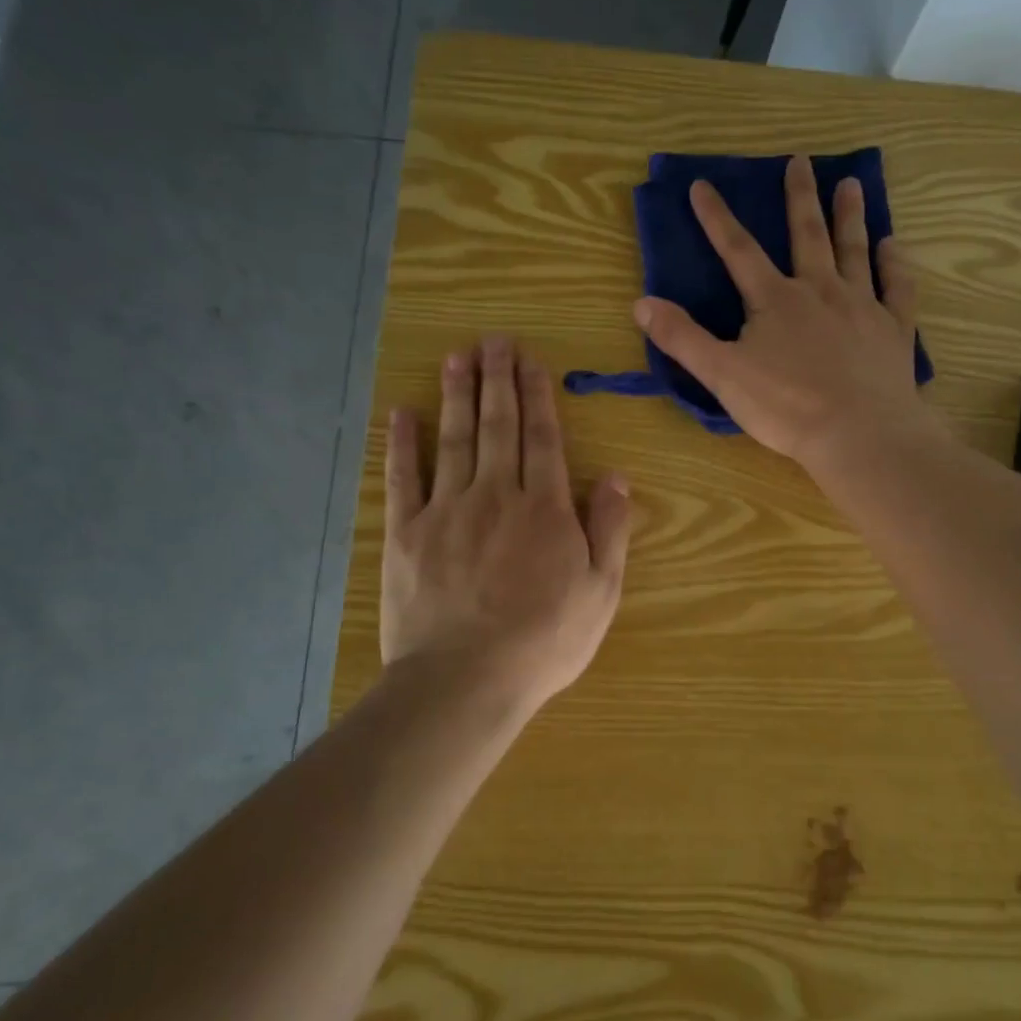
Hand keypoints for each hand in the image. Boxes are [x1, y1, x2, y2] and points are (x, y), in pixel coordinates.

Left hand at [381, 336, 630, 714]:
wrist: (465, 680)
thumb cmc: (544, 640)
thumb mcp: (601, 592)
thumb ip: (610, 530)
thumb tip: (618, 477)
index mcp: (545, 509)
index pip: (543, 439)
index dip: (538, 397)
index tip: (531, 362)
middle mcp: (496, 495)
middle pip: (498, 426)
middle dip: (498, 380)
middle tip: (494, 340)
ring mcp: (447, 511)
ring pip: (455, 440)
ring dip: (456, 395)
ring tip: (457, 356)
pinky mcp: (406, 533)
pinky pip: (404, 478)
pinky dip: (402, 443)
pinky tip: (402, 412)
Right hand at [634, 154, 937, 470]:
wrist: (859, 433)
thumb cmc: (786, 407)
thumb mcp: (722, 375)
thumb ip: (682, 338)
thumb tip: (641, 303)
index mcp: (774, 300)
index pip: (738, 250)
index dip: (717, 218)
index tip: (702, 185)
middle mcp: (820, 290)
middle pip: (807, 235)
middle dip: (800, 197)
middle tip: (801, 161)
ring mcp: (862, 306)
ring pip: (854, 250)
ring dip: (850, 216)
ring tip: (851, 184)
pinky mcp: (893, 329)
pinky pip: (897, 287)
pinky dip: (895, 264)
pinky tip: (892, 245)